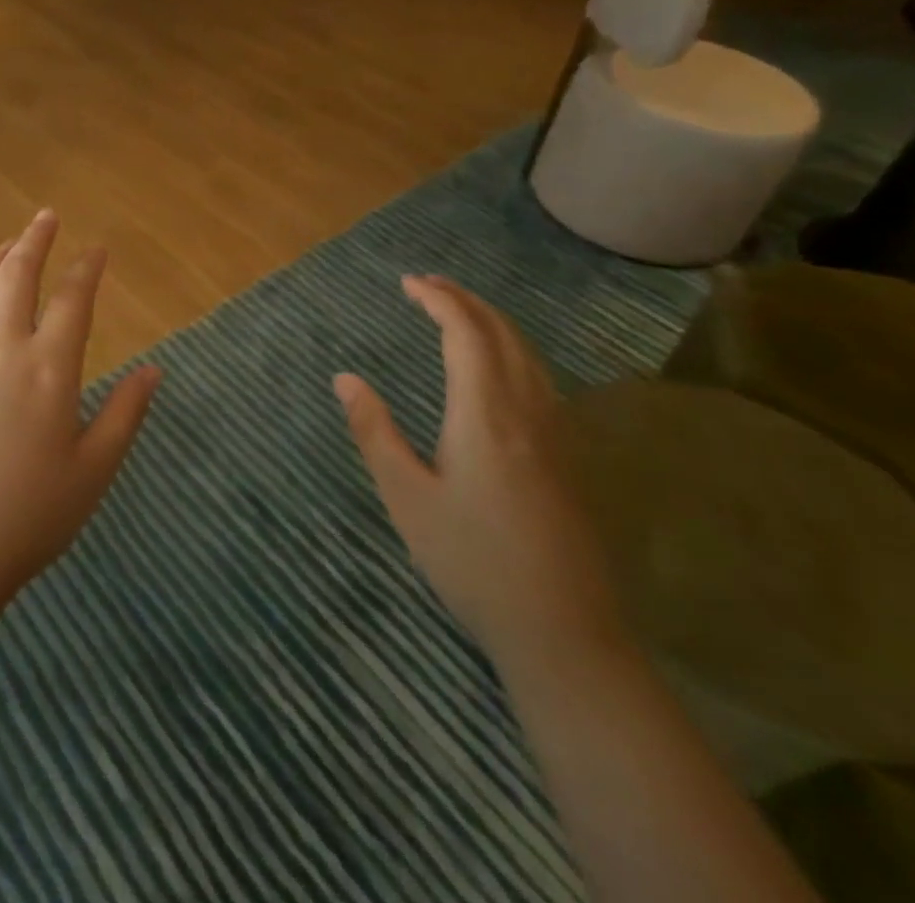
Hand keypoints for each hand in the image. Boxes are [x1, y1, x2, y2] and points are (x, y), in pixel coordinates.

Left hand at [0, 210, 160, 626]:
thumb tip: (154, 369)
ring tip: (7, 246)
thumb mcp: (93, 472)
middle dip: (34, 240)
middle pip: (16, 278)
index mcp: (48, 369)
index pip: (72, 300)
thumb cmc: (28, 518)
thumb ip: (124, 415)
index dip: (86, 269)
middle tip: (46, 217)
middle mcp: (0, 351)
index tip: (97, 249)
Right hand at [334, 275, 622, 665]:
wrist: (564, 632)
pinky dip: (511, 349)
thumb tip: (345, 377)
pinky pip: (540, 378)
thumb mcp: (406, 497)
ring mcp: (557, 434)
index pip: (465, 333)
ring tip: (456, 312)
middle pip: (502, 334)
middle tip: (427, 285)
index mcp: (485, 413)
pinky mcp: (569, 457)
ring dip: (491, 322)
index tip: (407, 282)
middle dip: (465, 300)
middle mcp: (528, 410)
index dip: (438, 300)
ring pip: (528, 354)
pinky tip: (497, 366)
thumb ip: (374, 431)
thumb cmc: (472, 561)